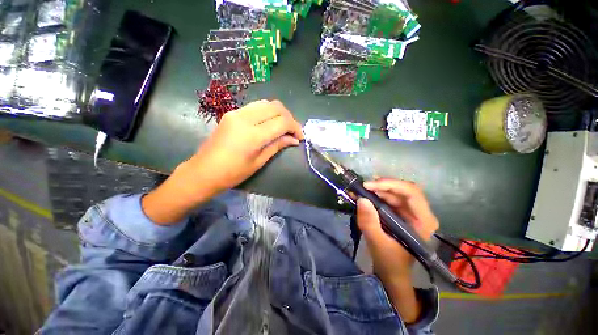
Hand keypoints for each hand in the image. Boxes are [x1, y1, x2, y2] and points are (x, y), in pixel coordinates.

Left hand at [188, 99, 303, 194]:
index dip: (295, 127)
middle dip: (289, 118)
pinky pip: (256, 106)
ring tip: (283, 127)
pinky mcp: (232, 113)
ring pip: (266, 103)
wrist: (203, 171)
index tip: (300, 137)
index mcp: (253, 135)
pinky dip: (267, 112)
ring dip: (279, 113)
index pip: (282, 122)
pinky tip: (269, 124)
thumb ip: (277, 146)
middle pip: (276, 107)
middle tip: (293, 131)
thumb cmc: (233, 173)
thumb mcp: (259, 161)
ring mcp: (236, 112)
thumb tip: (294, 140)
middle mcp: (245, 118)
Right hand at [356, 178, 438, 322]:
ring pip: (393, 192)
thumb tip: (361, 199)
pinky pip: (387, 198)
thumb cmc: (390, 261)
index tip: (368, 185)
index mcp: (423, 220)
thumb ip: (369, 222)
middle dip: (381, 186)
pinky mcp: (399, 212)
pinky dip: (374, 195)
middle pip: (402, 189)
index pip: (411, 192)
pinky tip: (363, 195)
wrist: (391, 271)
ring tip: (359, 190)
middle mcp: (419, 212)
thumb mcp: (377, 243)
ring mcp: (409, 211)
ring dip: (376, 189)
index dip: (390, 184)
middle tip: (362, 186)